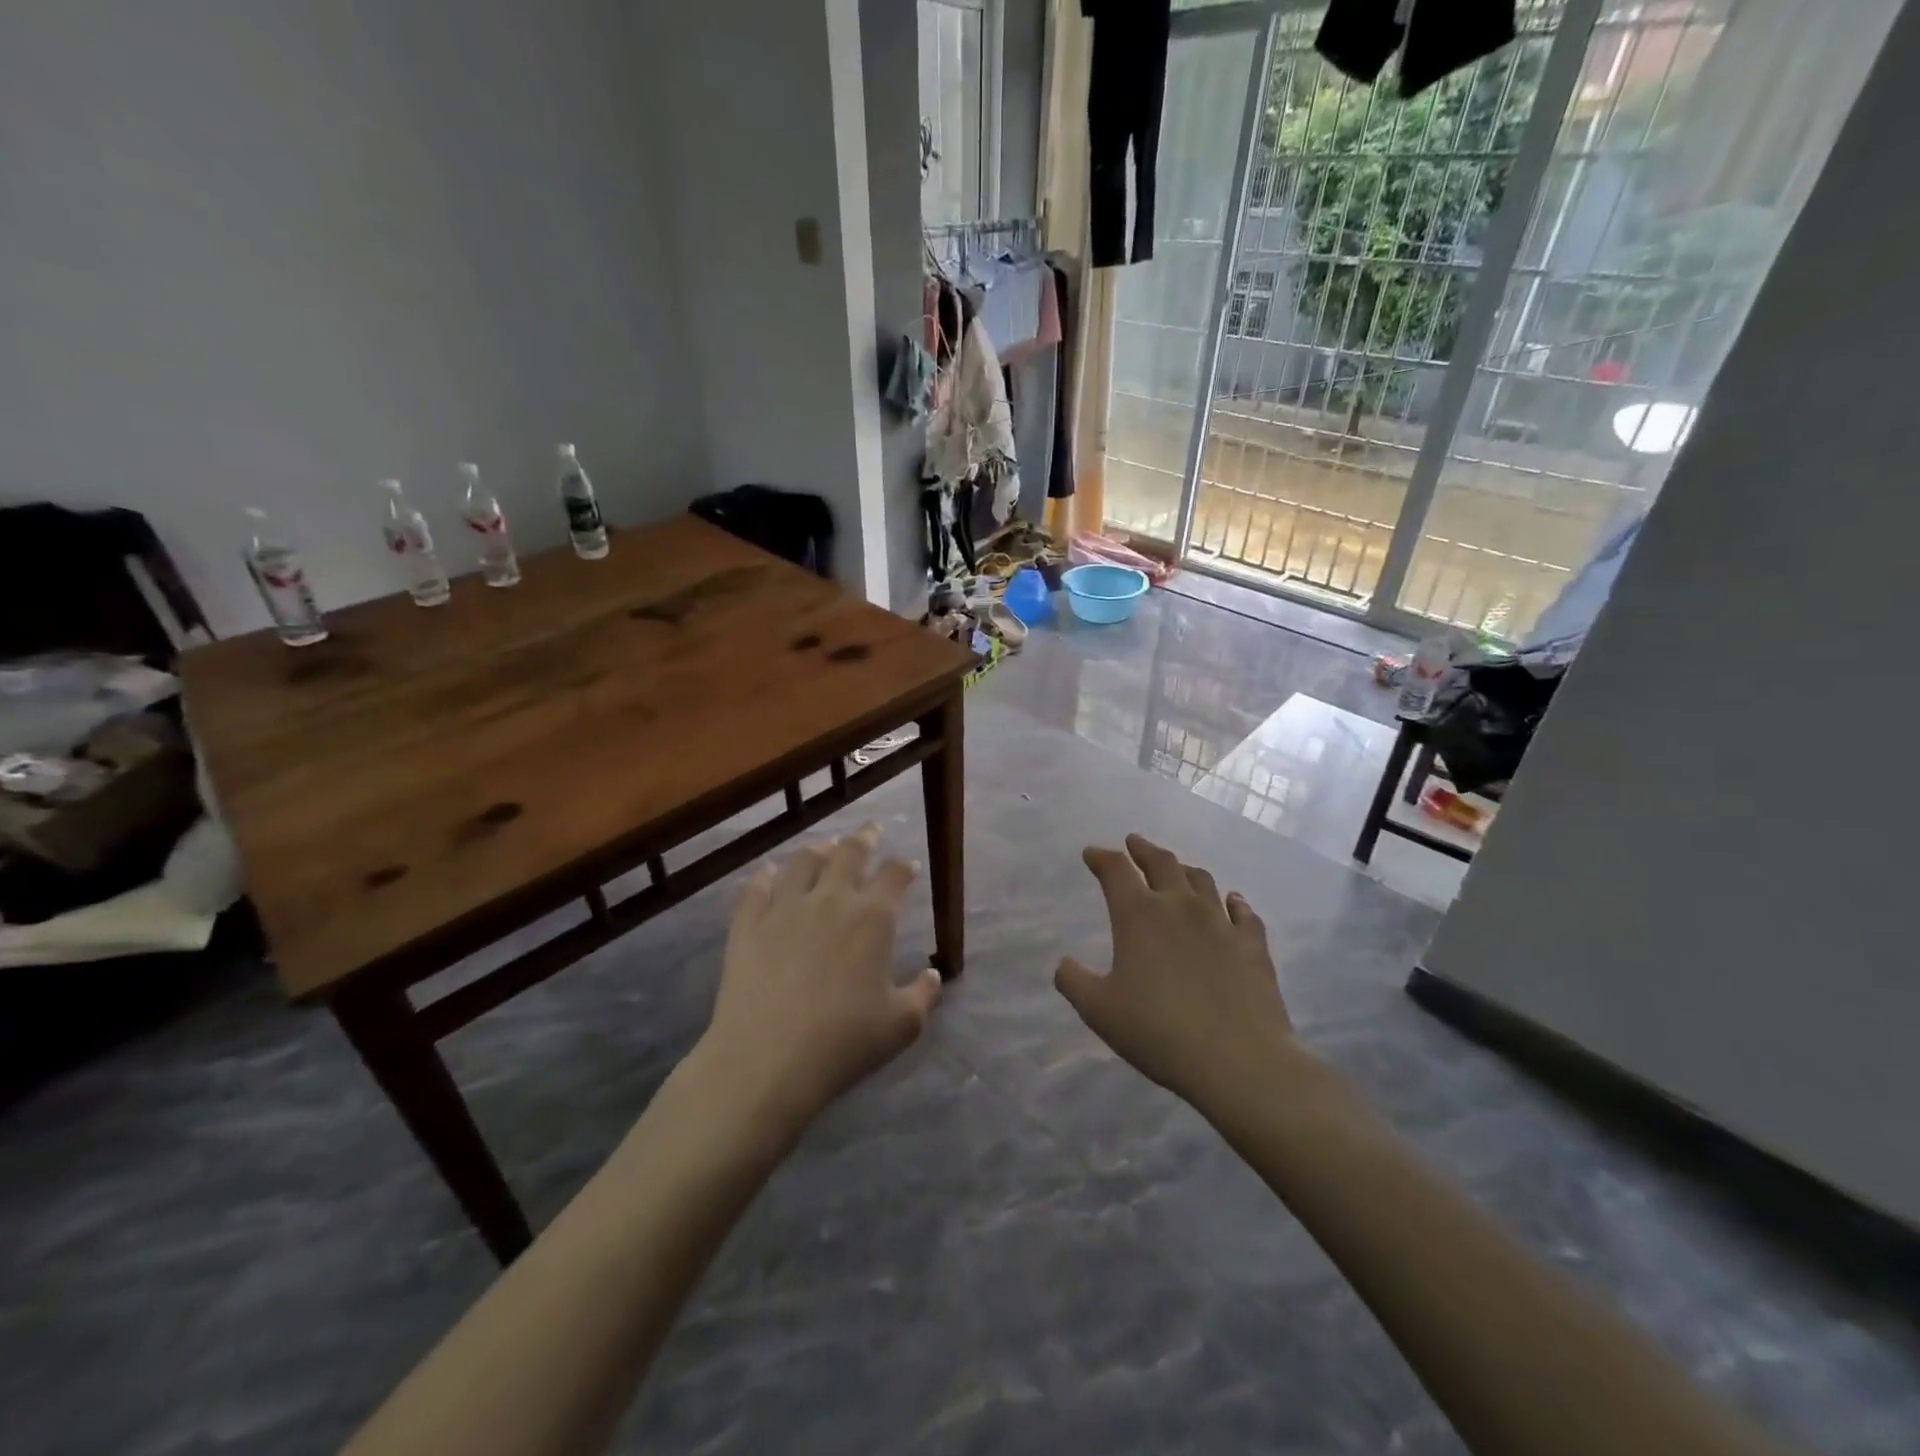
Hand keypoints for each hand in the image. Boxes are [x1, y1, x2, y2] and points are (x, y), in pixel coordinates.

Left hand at [697, 826, 941, 1139]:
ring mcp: (784, 908)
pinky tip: (768, 872)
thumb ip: (924, 995)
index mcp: (873, 918)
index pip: (894, 875)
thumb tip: (934, 975)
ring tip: (824, 847)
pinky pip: (756, 888)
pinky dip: (765, 875)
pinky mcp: (747, 924)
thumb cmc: (844, 1042)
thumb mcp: (901, 1026)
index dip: (903, 866)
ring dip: (818, 850)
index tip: (907, 866)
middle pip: (849, 853)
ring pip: (803, 861)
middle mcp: (830, 900)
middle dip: (864, 839)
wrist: (767, 1060)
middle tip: (870, 831)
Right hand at [1055, 834, 1295, 1110]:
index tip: (1091, 853)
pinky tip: (1233, 901)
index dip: (1101, 857)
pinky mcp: (1253, 944)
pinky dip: (1233, 901)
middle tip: (1134, 843)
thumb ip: (1074, 981)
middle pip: (1162, 862)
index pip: (1116, 870)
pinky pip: (1243, 912)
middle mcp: (1179, 906)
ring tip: (1177, 869)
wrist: (1239, 1060)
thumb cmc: (1158, 1031)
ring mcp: (1221, 922)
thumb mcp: (1099, 1011)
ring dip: (1184, 869)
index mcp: (1139, 915)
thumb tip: (1063, 963)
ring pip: (1202, 880)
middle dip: (1143, 849)